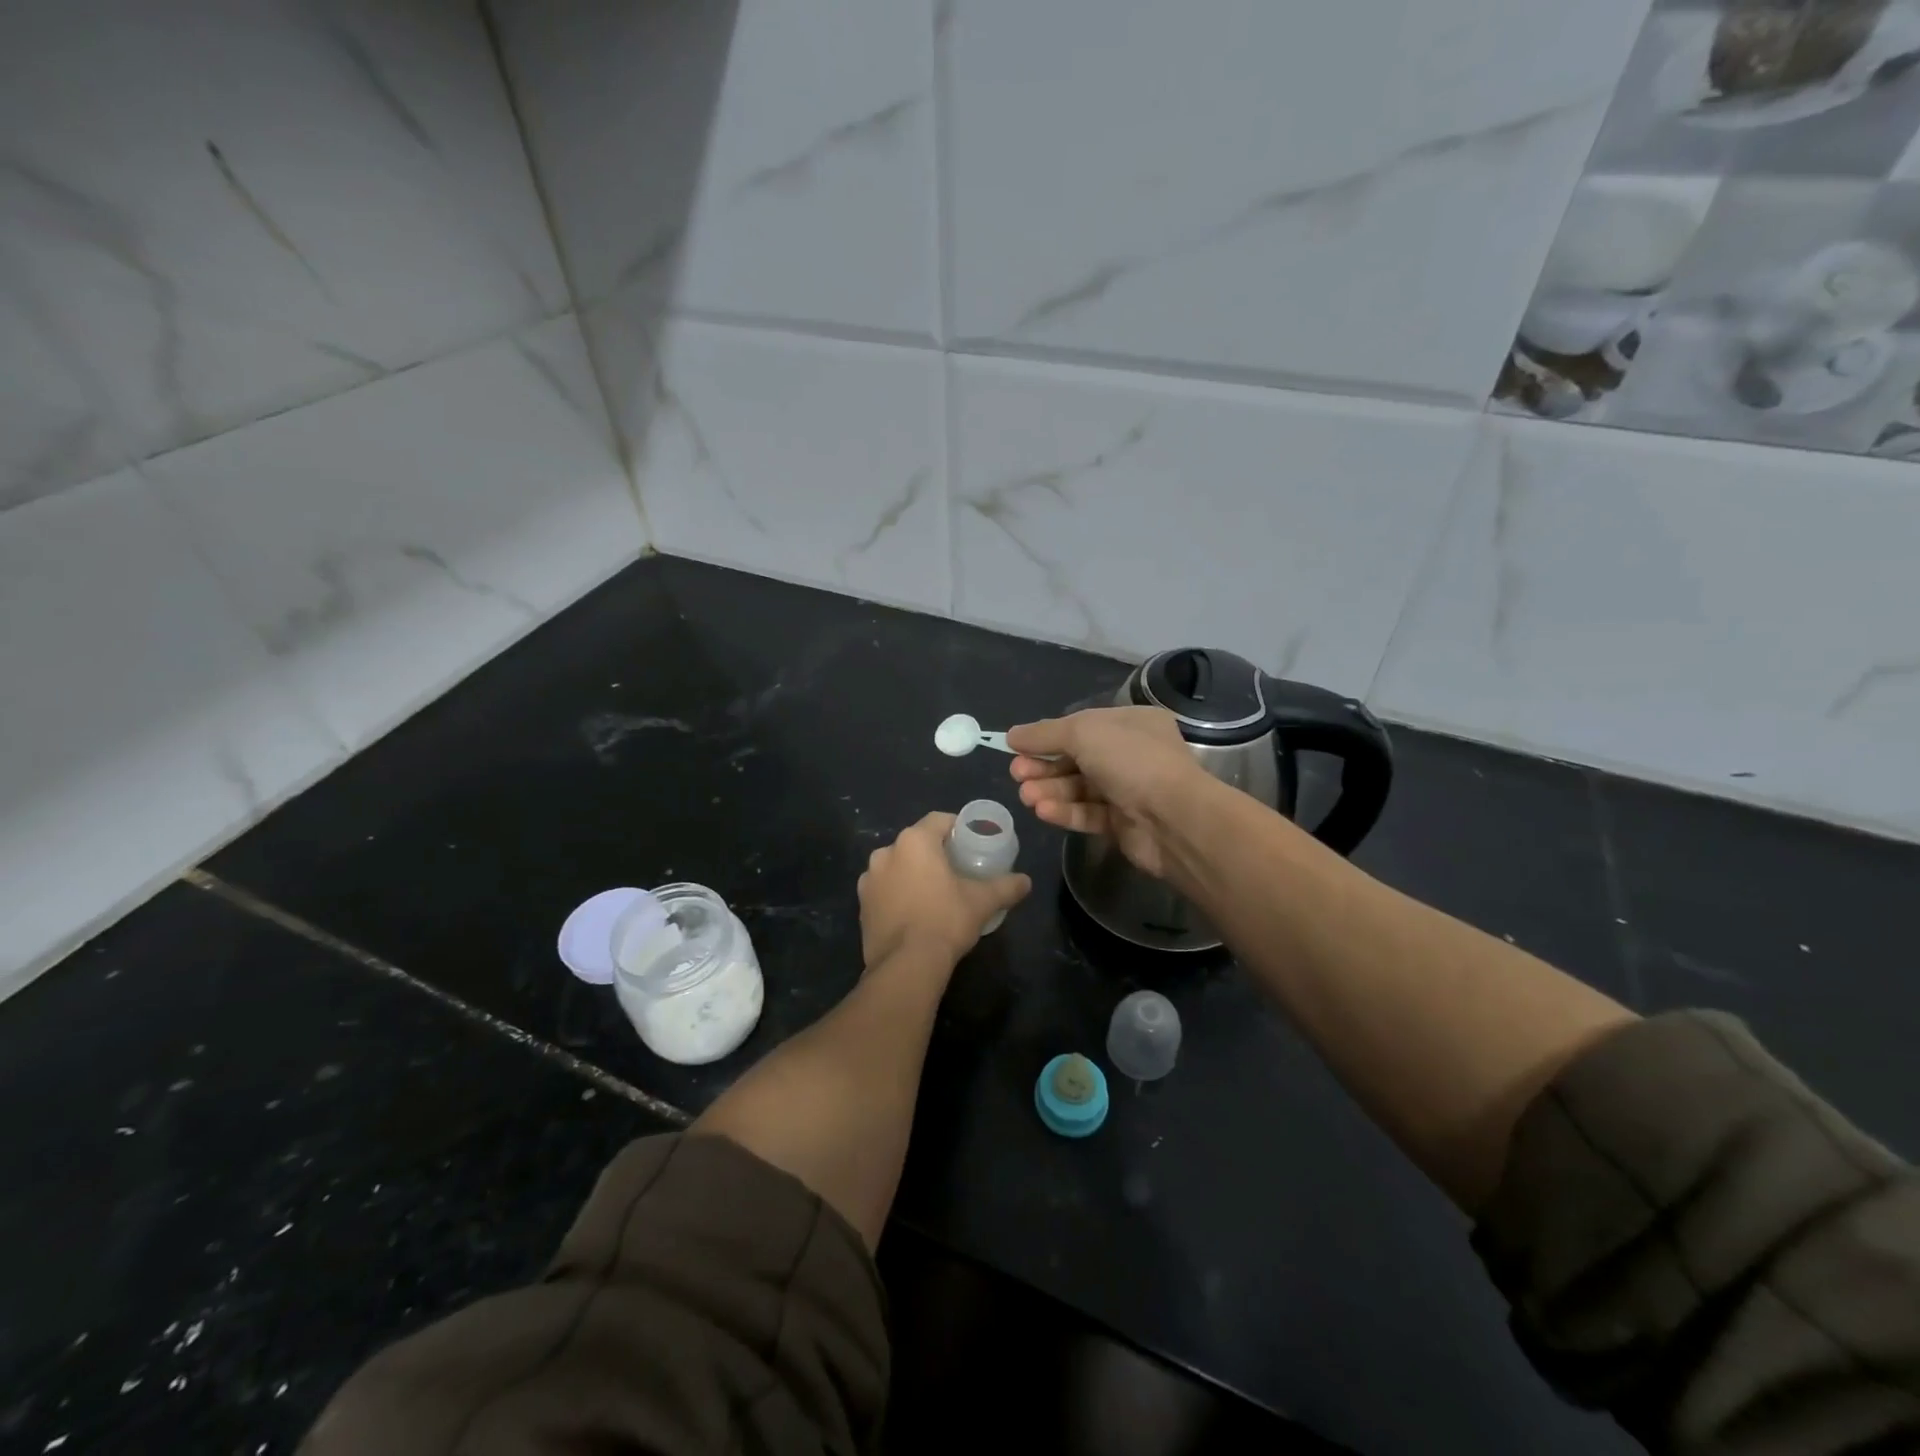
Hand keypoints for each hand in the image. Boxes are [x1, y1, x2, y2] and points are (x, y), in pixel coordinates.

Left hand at [858, 813, 1031, 967]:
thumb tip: (1026, 881)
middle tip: (956, 869)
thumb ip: (1006, 886)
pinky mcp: (861, 905)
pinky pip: (885, 889)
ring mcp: (869, 879)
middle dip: (935, 852)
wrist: (906, 965)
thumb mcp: (983, 901)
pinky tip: (914, 912)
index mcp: (914, 841)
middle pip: (916, 843)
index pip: (938, 820)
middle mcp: (885, 852)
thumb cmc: (946, 920)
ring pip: (897, 866)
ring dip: (913, 873)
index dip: (957, 828)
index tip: (971, 843)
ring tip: (934, 893)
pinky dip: (898, 894)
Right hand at [1006, 707, 1205, 879]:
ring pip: (1080, 788)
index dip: (1048, 736)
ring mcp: (1129, 790)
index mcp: (1131, 723)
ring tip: (1026, 796)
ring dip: (1050, 790)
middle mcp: (1132, 754)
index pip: (1082, 726)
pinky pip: (1088, 813)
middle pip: (1077, 758)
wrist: (1175, 819)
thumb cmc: (1131, 761)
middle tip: (1017, 774)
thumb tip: (1012, 735)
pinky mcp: (1123, 824)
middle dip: (1044, 766)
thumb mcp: (1083, 732)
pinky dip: (1065, 811)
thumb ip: (1044, 733)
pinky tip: (1043, 811)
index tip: (1016, 746)